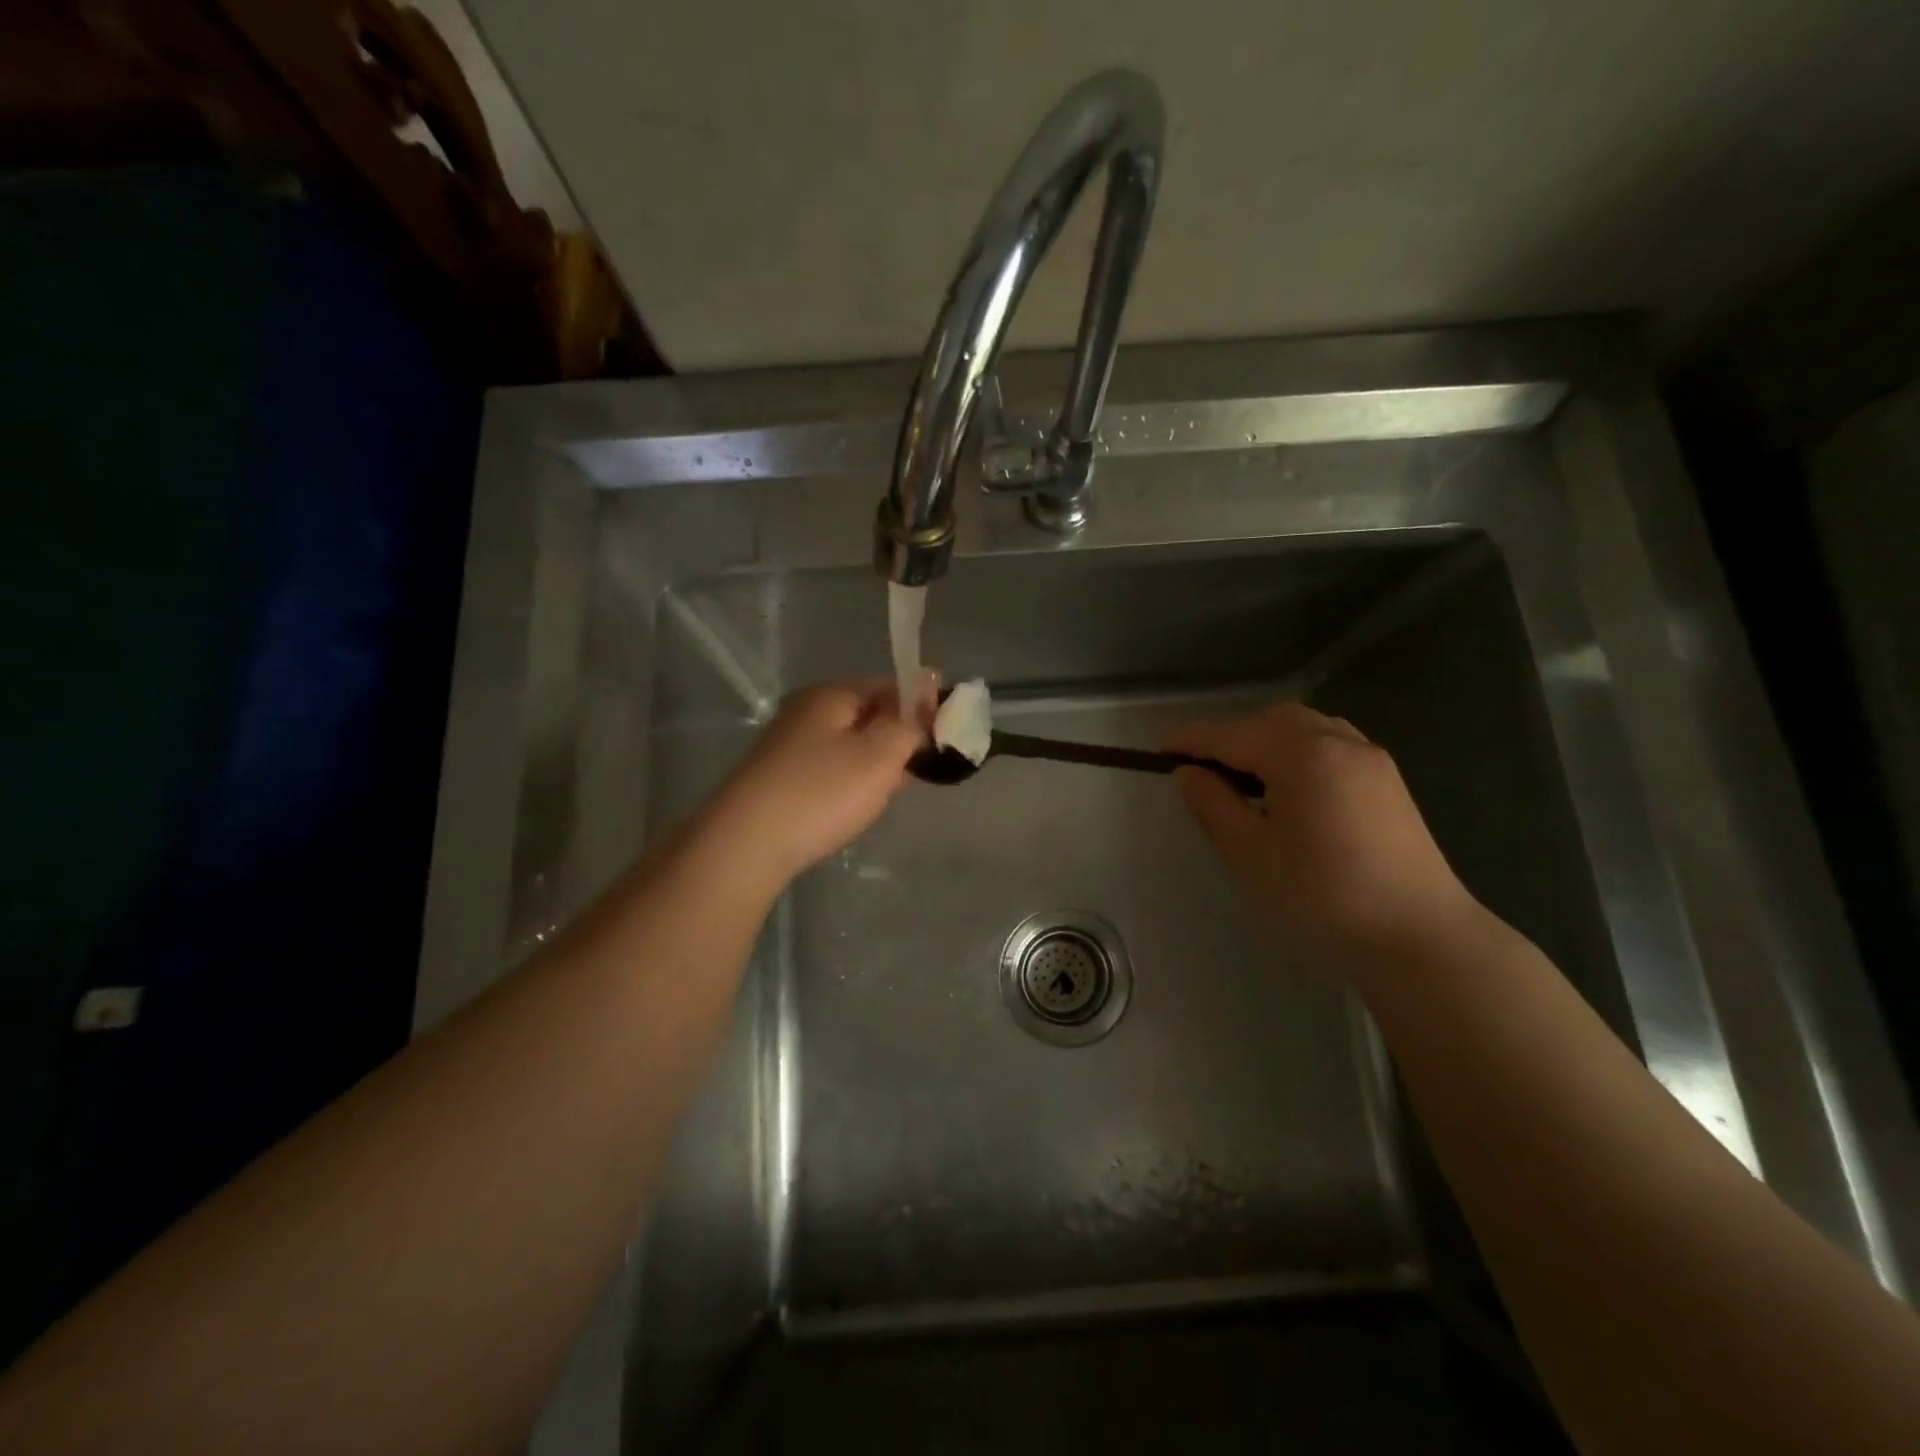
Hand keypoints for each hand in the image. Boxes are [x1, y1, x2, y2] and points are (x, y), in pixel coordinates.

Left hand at [705, 678, 930, 885]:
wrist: (748, 843)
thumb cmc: (823, 792)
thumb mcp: (880, 754)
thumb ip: (909, 719)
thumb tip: (929, 678)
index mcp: (832, 695)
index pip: (889, 685)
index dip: (920, 706)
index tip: (944, 735)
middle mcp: (808, 711)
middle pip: (868, 713)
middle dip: (899, 737)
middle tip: (920, 768)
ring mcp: (791, 744)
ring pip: (850, 743)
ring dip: (877, 762)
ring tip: (892, 790)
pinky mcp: (782, 776)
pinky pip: (831, 767)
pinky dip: (852, 779)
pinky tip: (858, 803)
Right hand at [1165, 703, 1480, 974]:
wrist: (1418, 939)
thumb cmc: (1321, 896)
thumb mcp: (1249, 854)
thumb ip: (1213, 805)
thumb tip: (1190, 773)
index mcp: (1302, 754)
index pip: (1231, 736)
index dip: (1191, 740)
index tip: (1158, 749)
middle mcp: (1339, 742)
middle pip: (1271, 721)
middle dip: (1232, 737)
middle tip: (1202, 770)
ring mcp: (1370, 760)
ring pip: (1305, 729)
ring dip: (1266, 741)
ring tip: (1243, 777)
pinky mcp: (1388, 783)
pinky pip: (1331, 746)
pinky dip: (1298, 751)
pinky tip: (1291, 787)